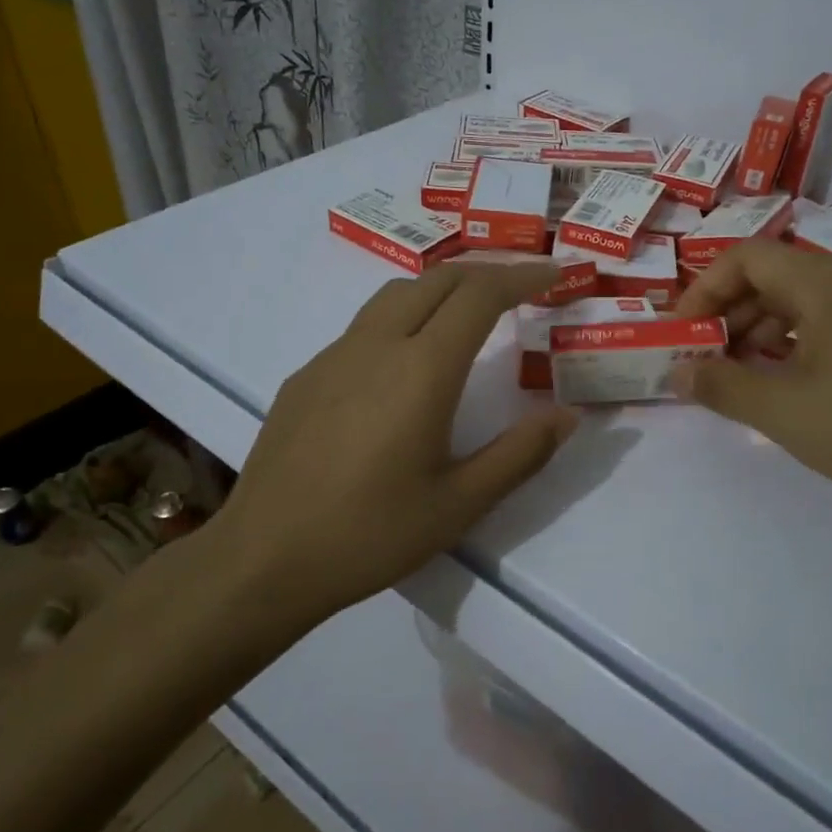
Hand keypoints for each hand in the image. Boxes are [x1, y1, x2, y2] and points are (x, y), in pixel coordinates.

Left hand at [209, 263, 578, 630]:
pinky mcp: (305, 377)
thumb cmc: (370, 534)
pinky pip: (363, 327)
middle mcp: (376, 346)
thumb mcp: (460, 504)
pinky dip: (402, 320)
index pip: (480, 295)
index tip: (554, 274)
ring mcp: (333, 357)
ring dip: (441, 289)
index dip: (522, 277)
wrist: (264, 559)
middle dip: (486, 273)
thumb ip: (520, 454)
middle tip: (522, 288)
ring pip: (395, 295)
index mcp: (421, 370)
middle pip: (437, 279)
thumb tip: (567, 415)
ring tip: (468, 313)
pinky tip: (403, 366)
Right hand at [673, 242, 831, 524]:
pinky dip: (787, 343)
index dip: (703, 289)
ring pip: (795, 301)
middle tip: (700, 358)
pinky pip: (821, 323)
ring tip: (732, 375)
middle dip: (726, 313)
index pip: (746, 258)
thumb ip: (720, 386)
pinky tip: (775, 381)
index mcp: (825, 284)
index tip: (681, 333)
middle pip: (769, 276)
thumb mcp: (782, 411)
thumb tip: (677, 373)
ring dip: (754, 330)